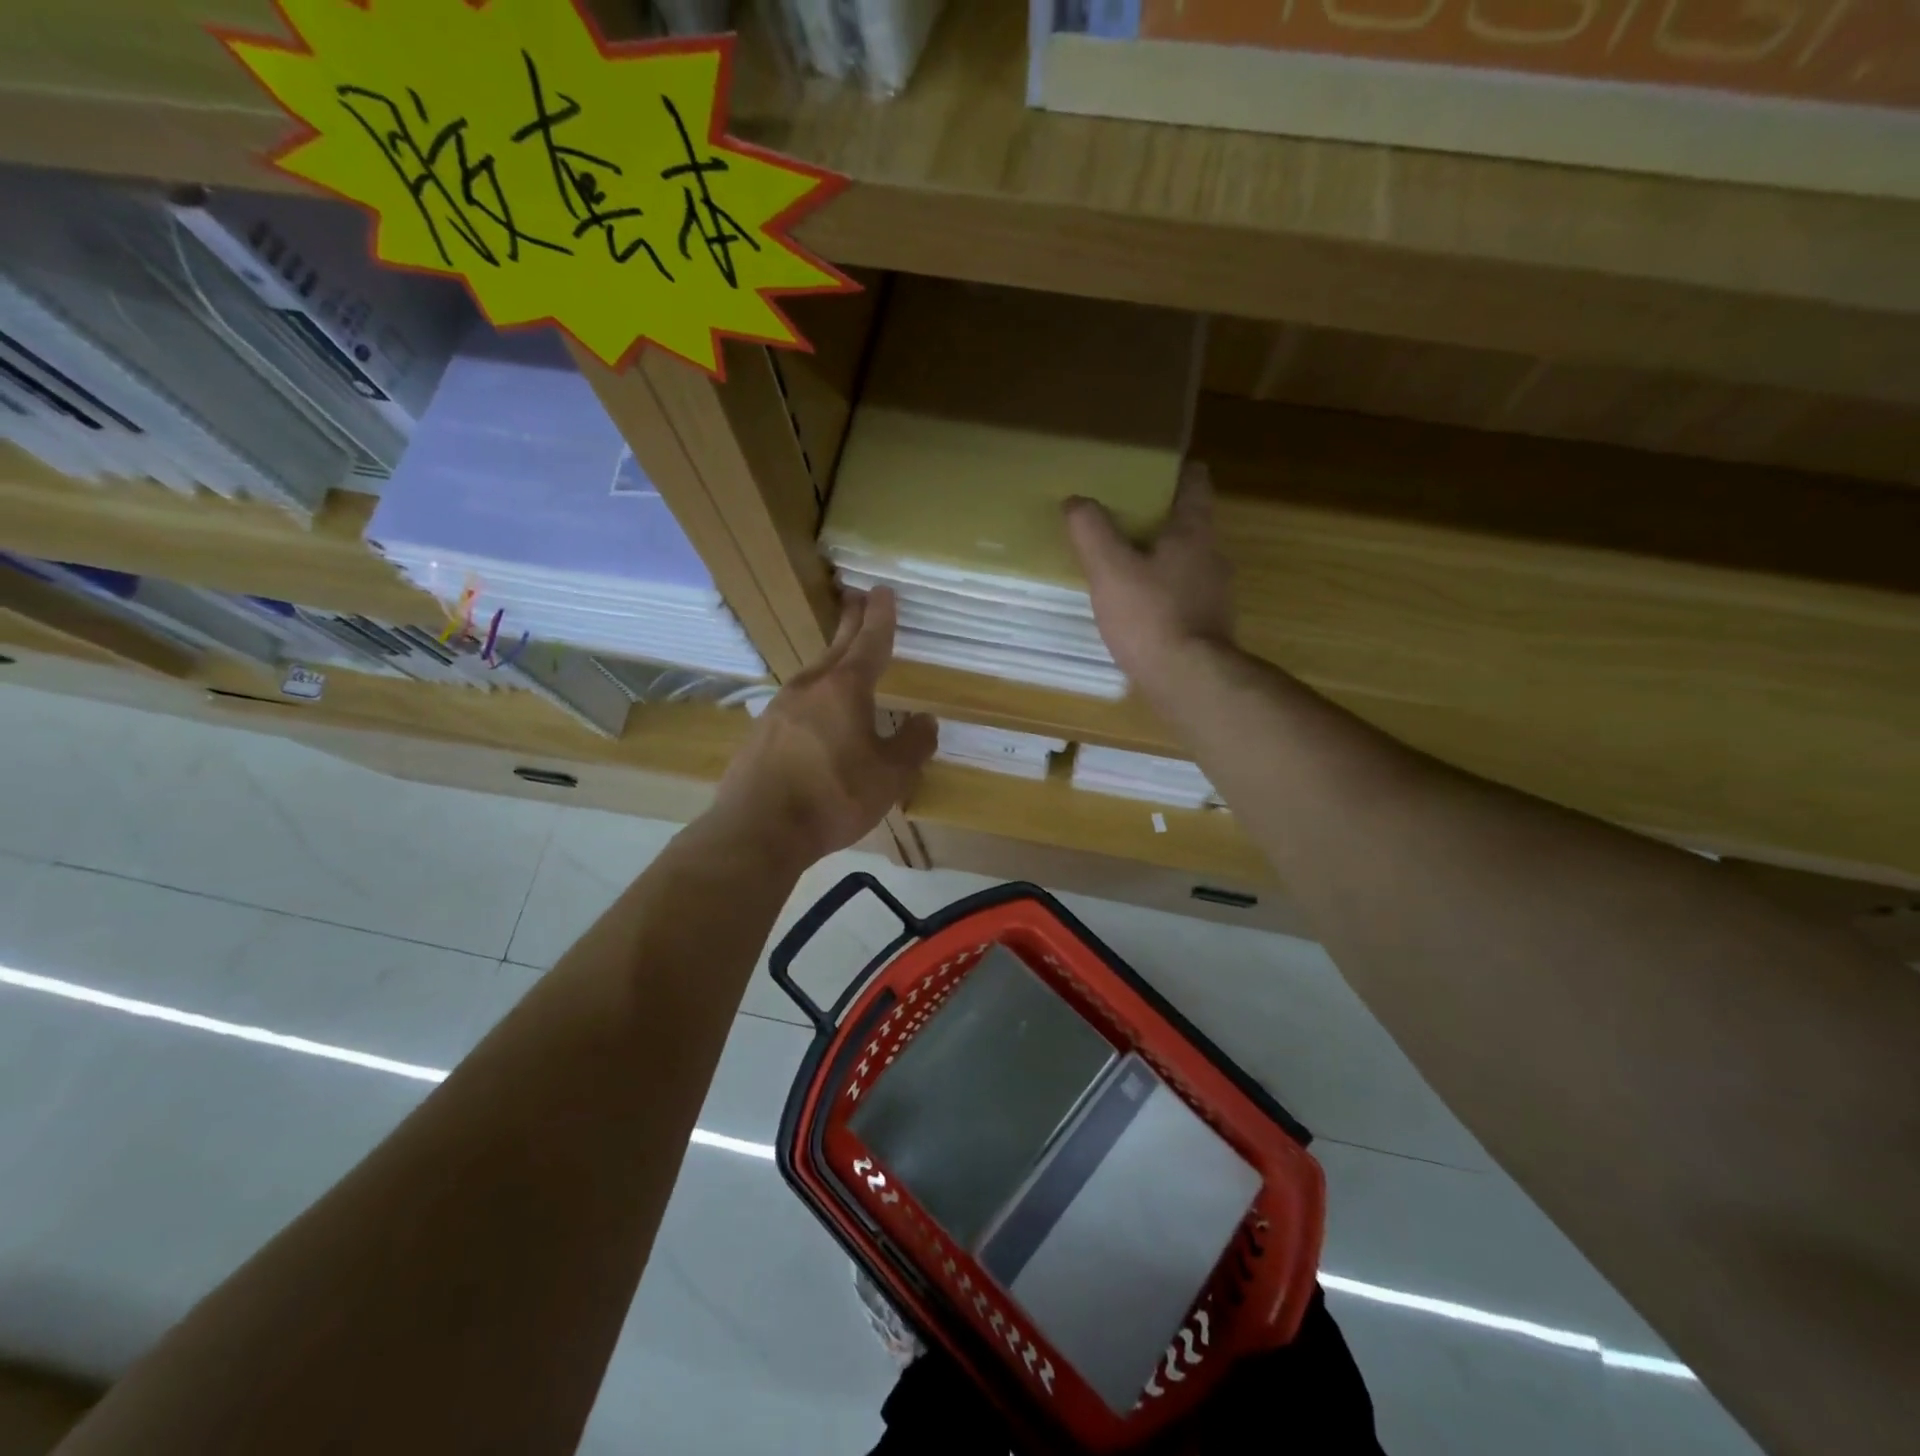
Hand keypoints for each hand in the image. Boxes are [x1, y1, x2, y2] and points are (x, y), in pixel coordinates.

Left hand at [711, 587, 936, 867]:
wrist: (758, 829)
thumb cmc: (833, 796)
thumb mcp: (889, 776)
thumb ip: (912, 745)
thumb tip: (926, 720)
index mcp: (845, 688)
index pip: (870, 642)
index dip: (881, 617)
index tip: (883, 591)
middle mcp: (810, 687)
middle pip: (837, 647)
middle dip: (852, 622)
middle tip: (858, 598)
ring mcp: (780, 707)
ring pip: (815, 674)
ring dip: (833, 660)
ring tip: (844, 657)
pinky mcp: (761, 733)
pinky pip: (798, 703)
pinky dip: (815, 695)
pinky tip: (817, 712)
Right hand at [1065, 462, 1234, 692]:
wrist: (1189, 681)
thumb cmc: (1151, 616)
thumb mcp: (1110, 569)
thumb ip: (1091, 530)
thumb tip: (1076, 501)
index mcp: (1194, 530)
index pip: (1194, 481)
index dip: (1173, 470)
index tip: (1145, 472)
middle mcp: (1213, 555)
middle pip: (1189, 522)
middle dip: (1158, 518)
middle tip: (1120, 519)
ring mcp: (1216, 593)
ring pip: (1186, 561)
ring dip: (1160, 558)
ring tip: (1122, 565)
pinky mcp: (1209, 625)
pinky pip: (1184, 595)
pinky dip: (1163, 593)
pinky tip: (1137, 608)